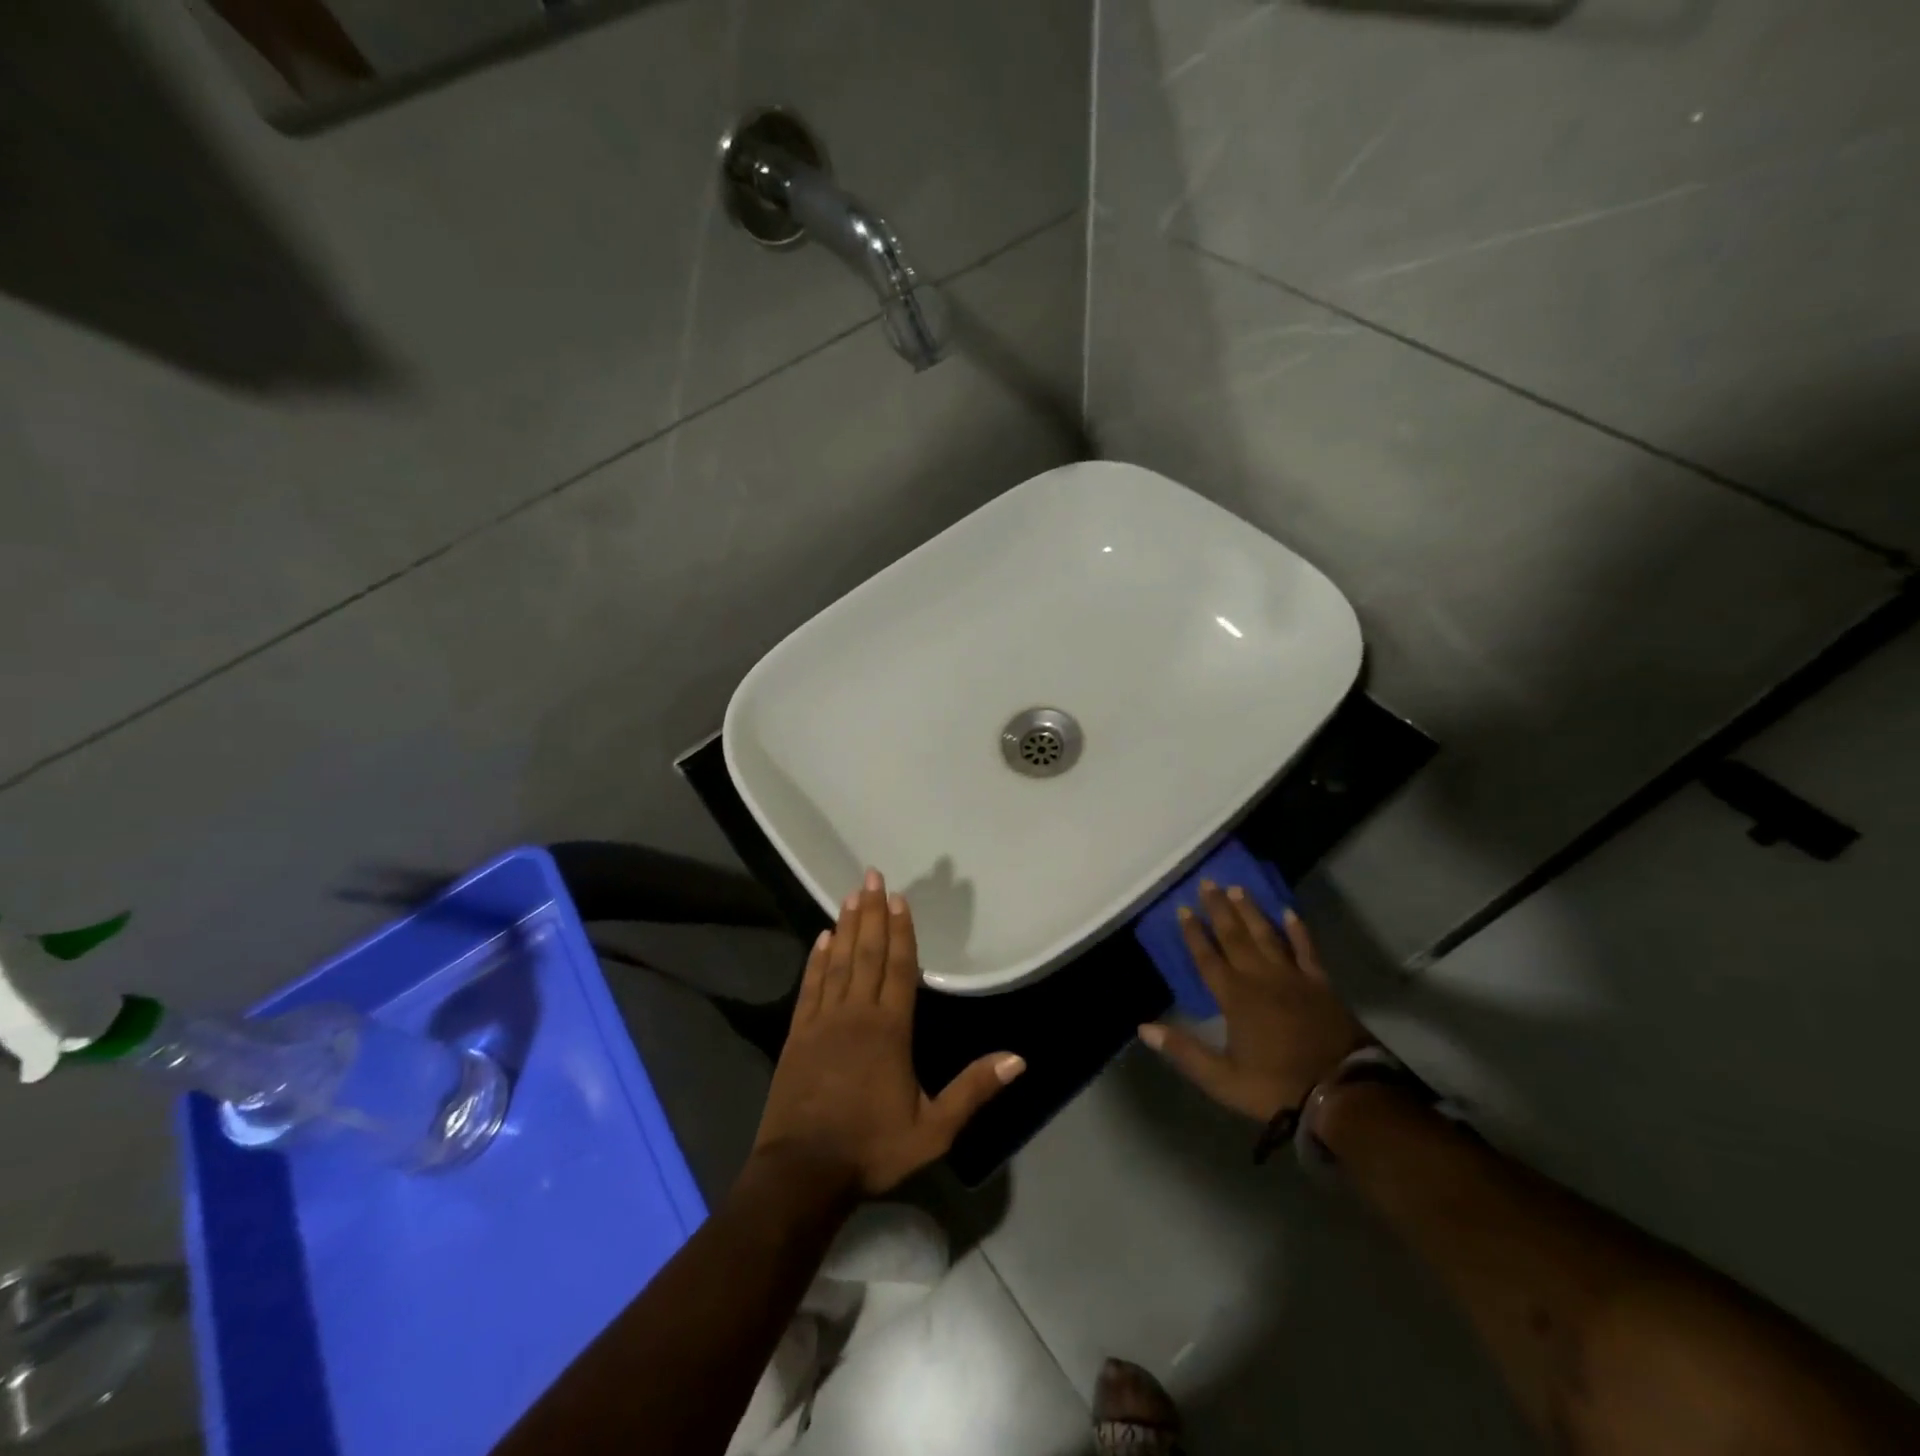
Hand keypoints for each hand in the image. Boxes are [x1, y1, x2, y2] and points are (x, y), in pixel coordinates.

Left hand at [752, 869, 1025, 1196]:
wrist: (802, 1173)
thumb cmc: (872, 1148)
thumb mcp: (934, 1131)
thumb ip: (973, 1090)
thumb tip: (1019, 1059)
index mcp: (890, 1030)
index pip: (899, 968)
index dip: (900, 931)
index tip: (899, 898)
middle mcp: (856, 1014)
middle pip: (867, 953)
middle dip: (871, 912)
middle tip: (871, 876)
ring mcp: (823, 1021)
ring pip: (838, 962)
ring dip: (846, 926)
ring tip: (850, 895)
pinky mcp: (798, 1035)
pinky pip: (811, 986)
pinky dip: (816, 959)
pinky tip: (821, 938)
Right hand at [1139, 883, 1370, 1121]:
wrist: (1344, 1095)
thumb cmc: (1277, 1088)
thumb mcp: (1222, 1080)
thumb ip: (1184, 1051)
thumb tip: (1144, 1028)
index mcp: (1235, 998)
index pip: (1208, 958)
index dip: (1194, 933)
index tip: (1182, 908)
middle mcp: (1261, 978)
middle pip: (1235, 937)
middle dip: (1219, 909)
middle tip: (1208, 882)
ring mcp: (1293, 978)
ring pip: (1267, 936)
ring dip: (1251, 912)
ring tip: (1238, 889)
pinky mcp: (1321, 985)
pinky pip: (1306, 950)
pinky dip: (1297, 931)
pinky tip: (1289, 913)